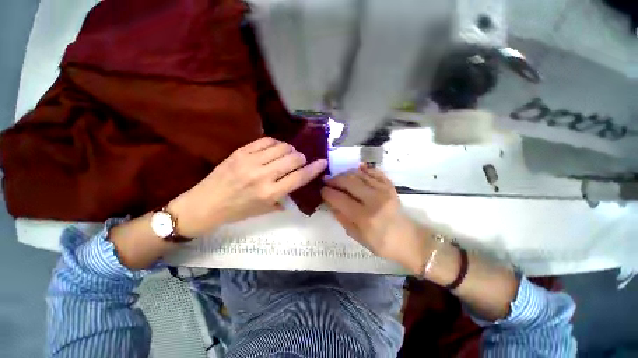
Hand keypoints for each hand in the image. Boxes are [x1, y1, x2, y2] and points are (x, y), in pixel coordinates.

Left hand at [168, 137, 327, 237]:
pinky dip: (276, 143)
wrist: (205, 203)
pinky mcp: (241, 151)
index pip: (300, 177)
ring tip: (287, 155)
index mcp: (270, 193)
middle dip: (302, 158)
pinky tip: (275, 149)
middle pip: (294, 158)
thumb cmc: (237, 211)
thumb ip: (283, 198)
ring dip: (290, 150)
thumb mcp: (264, 210)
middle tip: (299, 161)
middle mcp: (263, 175)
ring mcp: (251, 161)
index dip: (315, 168)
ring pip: (282, 147)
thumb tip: (297, 185)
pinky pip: (266, 141)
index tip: (323, 162)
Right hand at [321, 165, 427, 272]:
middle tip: (327, 181)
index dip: (327, 192)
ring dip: (345, 174)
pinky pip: (373, 171)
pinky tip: (356, 171)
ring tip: (339, 178)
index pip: (339, 198)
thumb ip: (341, 217)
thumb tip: (329, 202)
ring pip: (359, 174)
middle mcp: (374, 200)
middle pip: (348, 182)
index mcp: (364, 217)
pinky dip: (362, 169)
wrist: (408, 239)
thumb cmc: (381, 243)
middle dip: (334, 179)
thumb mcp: (356, 236)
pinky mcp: (390, 186)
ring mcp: (384, 190)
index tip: (321, 190)